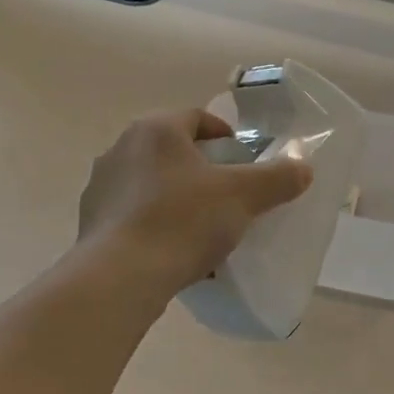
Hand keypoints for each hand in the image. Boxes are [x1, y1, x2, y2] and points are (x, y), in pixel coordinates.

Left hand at [78, 110, 313, 296]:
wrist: (120, 276)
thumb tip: (303, 167)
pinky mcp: (91, 221)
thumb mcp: (243, 196)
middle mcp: (121, 148)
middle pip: (173, 151)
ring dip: (177, 198)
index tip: (244, 160)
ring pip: (152, 184)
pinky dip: (155, 224)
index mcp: (156, 130)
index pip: (197, 118)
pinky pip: (133, 215)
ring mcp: (101, 186)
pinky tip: (174, 252)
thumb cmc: (183, 221)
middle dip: (202, 170)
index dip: (225, 135)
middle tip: (229, 195)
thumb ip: (277, 178)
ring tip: (202, 229)